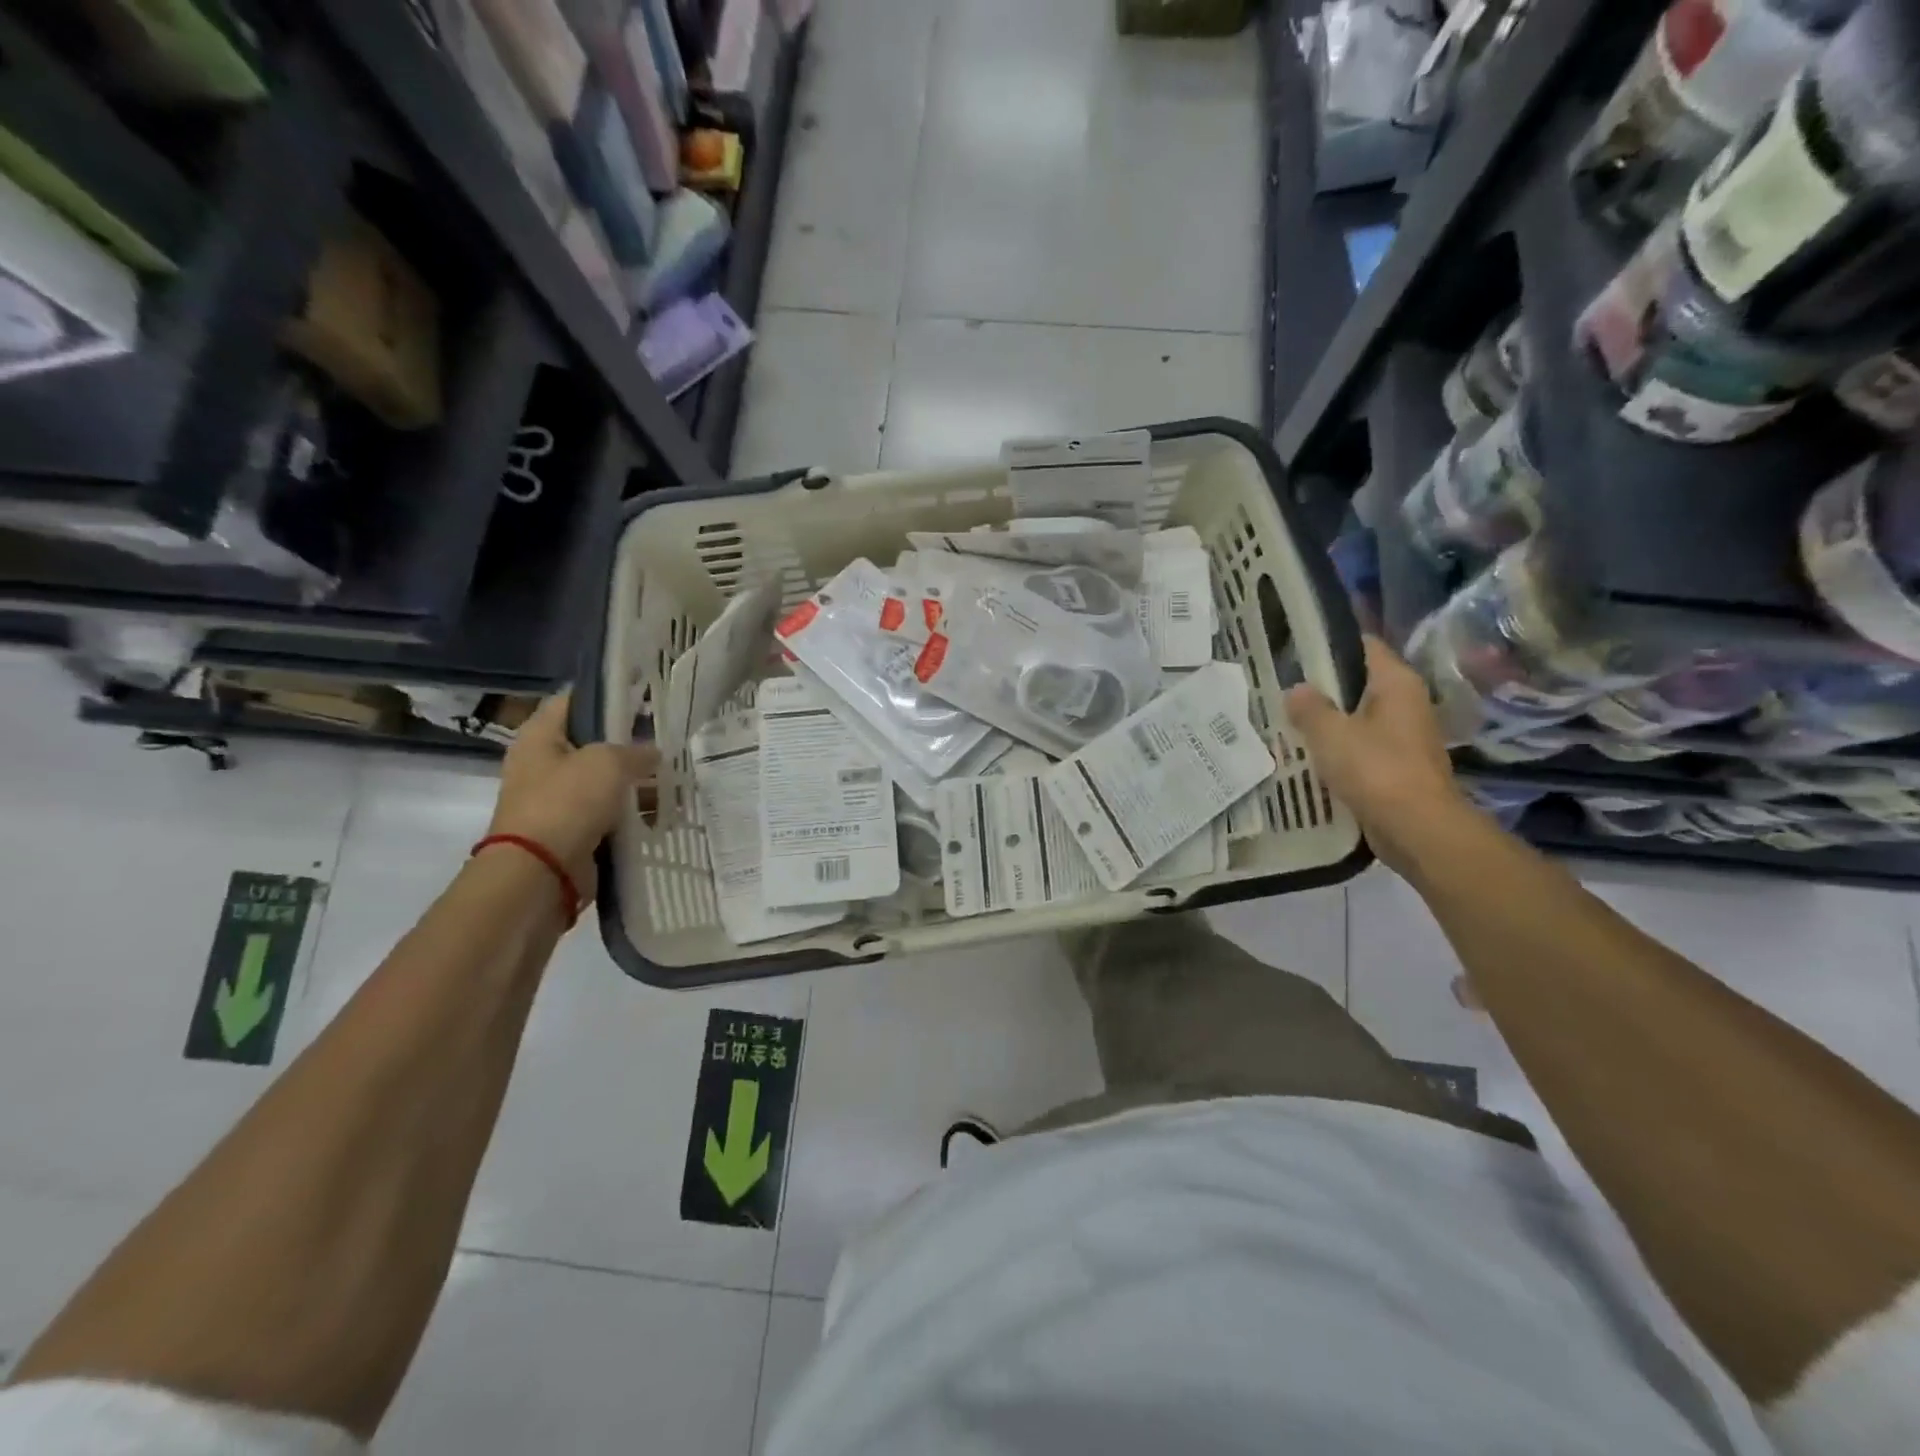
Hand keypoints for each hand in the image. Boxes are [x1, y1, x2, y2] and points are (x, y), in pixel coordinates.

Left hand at [485, 694, 657, 900]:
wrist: (540, 873)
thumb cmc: (567, 803)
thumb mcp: (608, 763)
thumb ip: (636, 752)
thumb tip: (653, 753)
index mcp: (540, 737)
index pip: (573, 701)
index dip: (607, 695)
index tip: (642, 698)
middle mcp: (544, 764)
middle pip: (593, 743)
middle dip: (630, 744)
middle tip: (666, 743)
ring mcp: (558, 800)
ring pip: (606, 782)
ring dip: (637, 783)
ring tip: (675, 781)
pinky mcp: (573, 831)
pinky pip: (609, 815)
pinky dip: (633, 814)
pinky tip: (664, 813)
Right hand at [1282, 635, 1470, 873]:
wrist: (1417, 828)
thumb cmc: (1375, 769)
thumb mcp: (1330, 733)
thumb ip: (1308, 707)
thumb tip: (1296, 690)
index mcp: (1396, 682)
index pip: (1363, 645)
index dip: (1328, 644)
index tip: (1293, 649)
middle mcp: (1406, 702)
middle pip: (1359, 682)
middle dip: (1322, 687)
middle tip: (1282, 689)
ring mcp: (1405, 735)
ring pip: (1359, 717)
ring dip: (1329, 721)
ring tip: (1288, 722)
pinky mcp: (1398, 765)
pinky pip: (1362, 746)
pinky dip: (1339, 748)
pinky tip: (1309, 755)